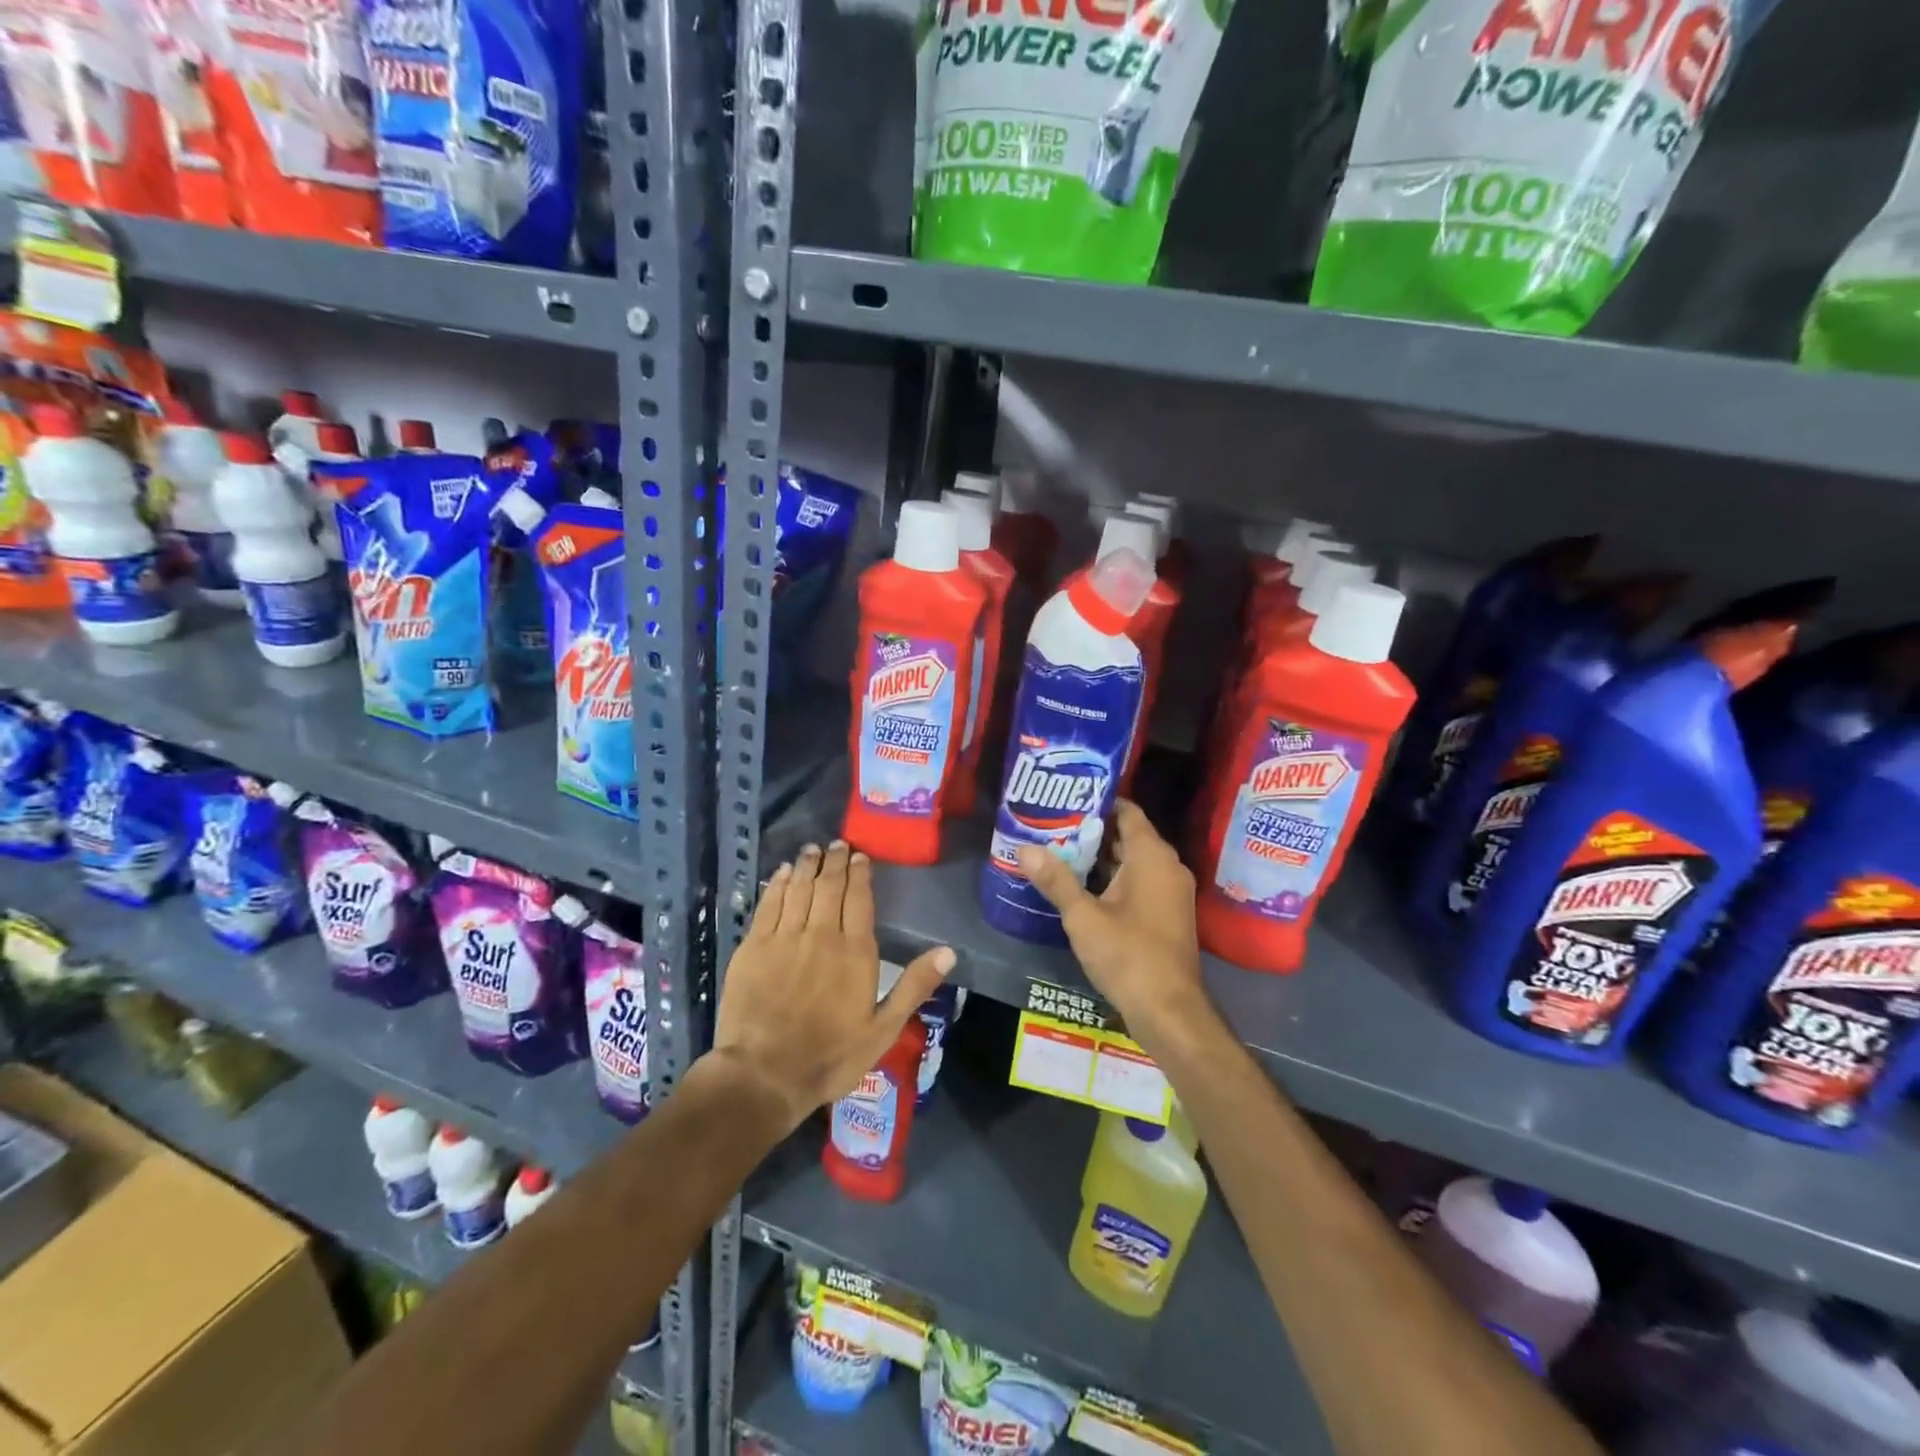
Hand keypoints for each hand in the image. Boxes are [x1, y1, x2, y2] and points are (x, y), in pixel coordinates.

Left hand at [711, 840, 953, 1130]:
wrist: (764, 1075)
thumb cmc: (830, 1056)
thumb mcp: (883, 1029)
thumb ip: (914, 986)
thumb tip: (949, 951)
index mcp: (855, 951)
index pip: (859, 899)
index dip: (859, 874)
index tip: (859, 857)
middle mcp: (821, 934)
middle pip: (828, 886)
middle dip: (834, 862)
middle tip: (836, 844)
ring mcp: (784, 938)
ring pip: (798, 888)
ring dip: (806, 865)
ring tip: (811, 850)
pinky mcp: (753, 947)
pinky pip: (768, 904)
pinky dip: (776, 884)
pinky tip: (781, 873)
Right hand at [1016, 801, 1207, 1044]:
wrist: (1170, 1011)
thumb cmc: (1128, 955)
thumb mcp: (1083, 917)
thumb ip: (1055, 880)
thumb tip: (1024, 848)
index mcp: (1152, 856)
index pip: (1127, 811)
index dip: (1098, 802)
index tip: (1065, 800)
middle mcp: (1167, 866)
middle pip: (1128, 835)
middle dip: (1092, 831)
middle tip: (1053, 827)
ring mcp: (1171, 892)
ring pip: (1133, 861)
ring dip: (1101, 858)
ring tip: (1060, 852)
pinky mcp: (1168, 914)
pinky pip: (1140, 882)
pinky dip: (1114, 879)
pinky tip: (1082, 887)